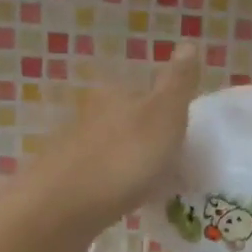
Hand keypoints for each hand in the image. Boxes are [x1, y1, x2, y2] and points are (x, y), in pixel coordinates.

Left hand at [4, 44, 200, 251]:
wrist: (63, 209)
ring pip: (109, 151)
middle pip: (123, 122)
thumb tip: (189, 43)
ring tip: (149, 188)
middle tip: (169, 166)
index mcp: (113, 95)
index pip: (141, 93)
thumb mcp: (164, 115)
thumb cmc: (123, 158)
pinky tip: (122, 204)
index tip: (180, 137)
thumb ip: (178, 82)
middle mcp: (88, 116)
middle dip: (144, 140)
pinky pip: (97, 181)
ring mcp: (72, 151)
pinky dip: (111, 188)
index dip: (163, 113)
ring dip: (127, 165)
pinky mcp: (62, 185)